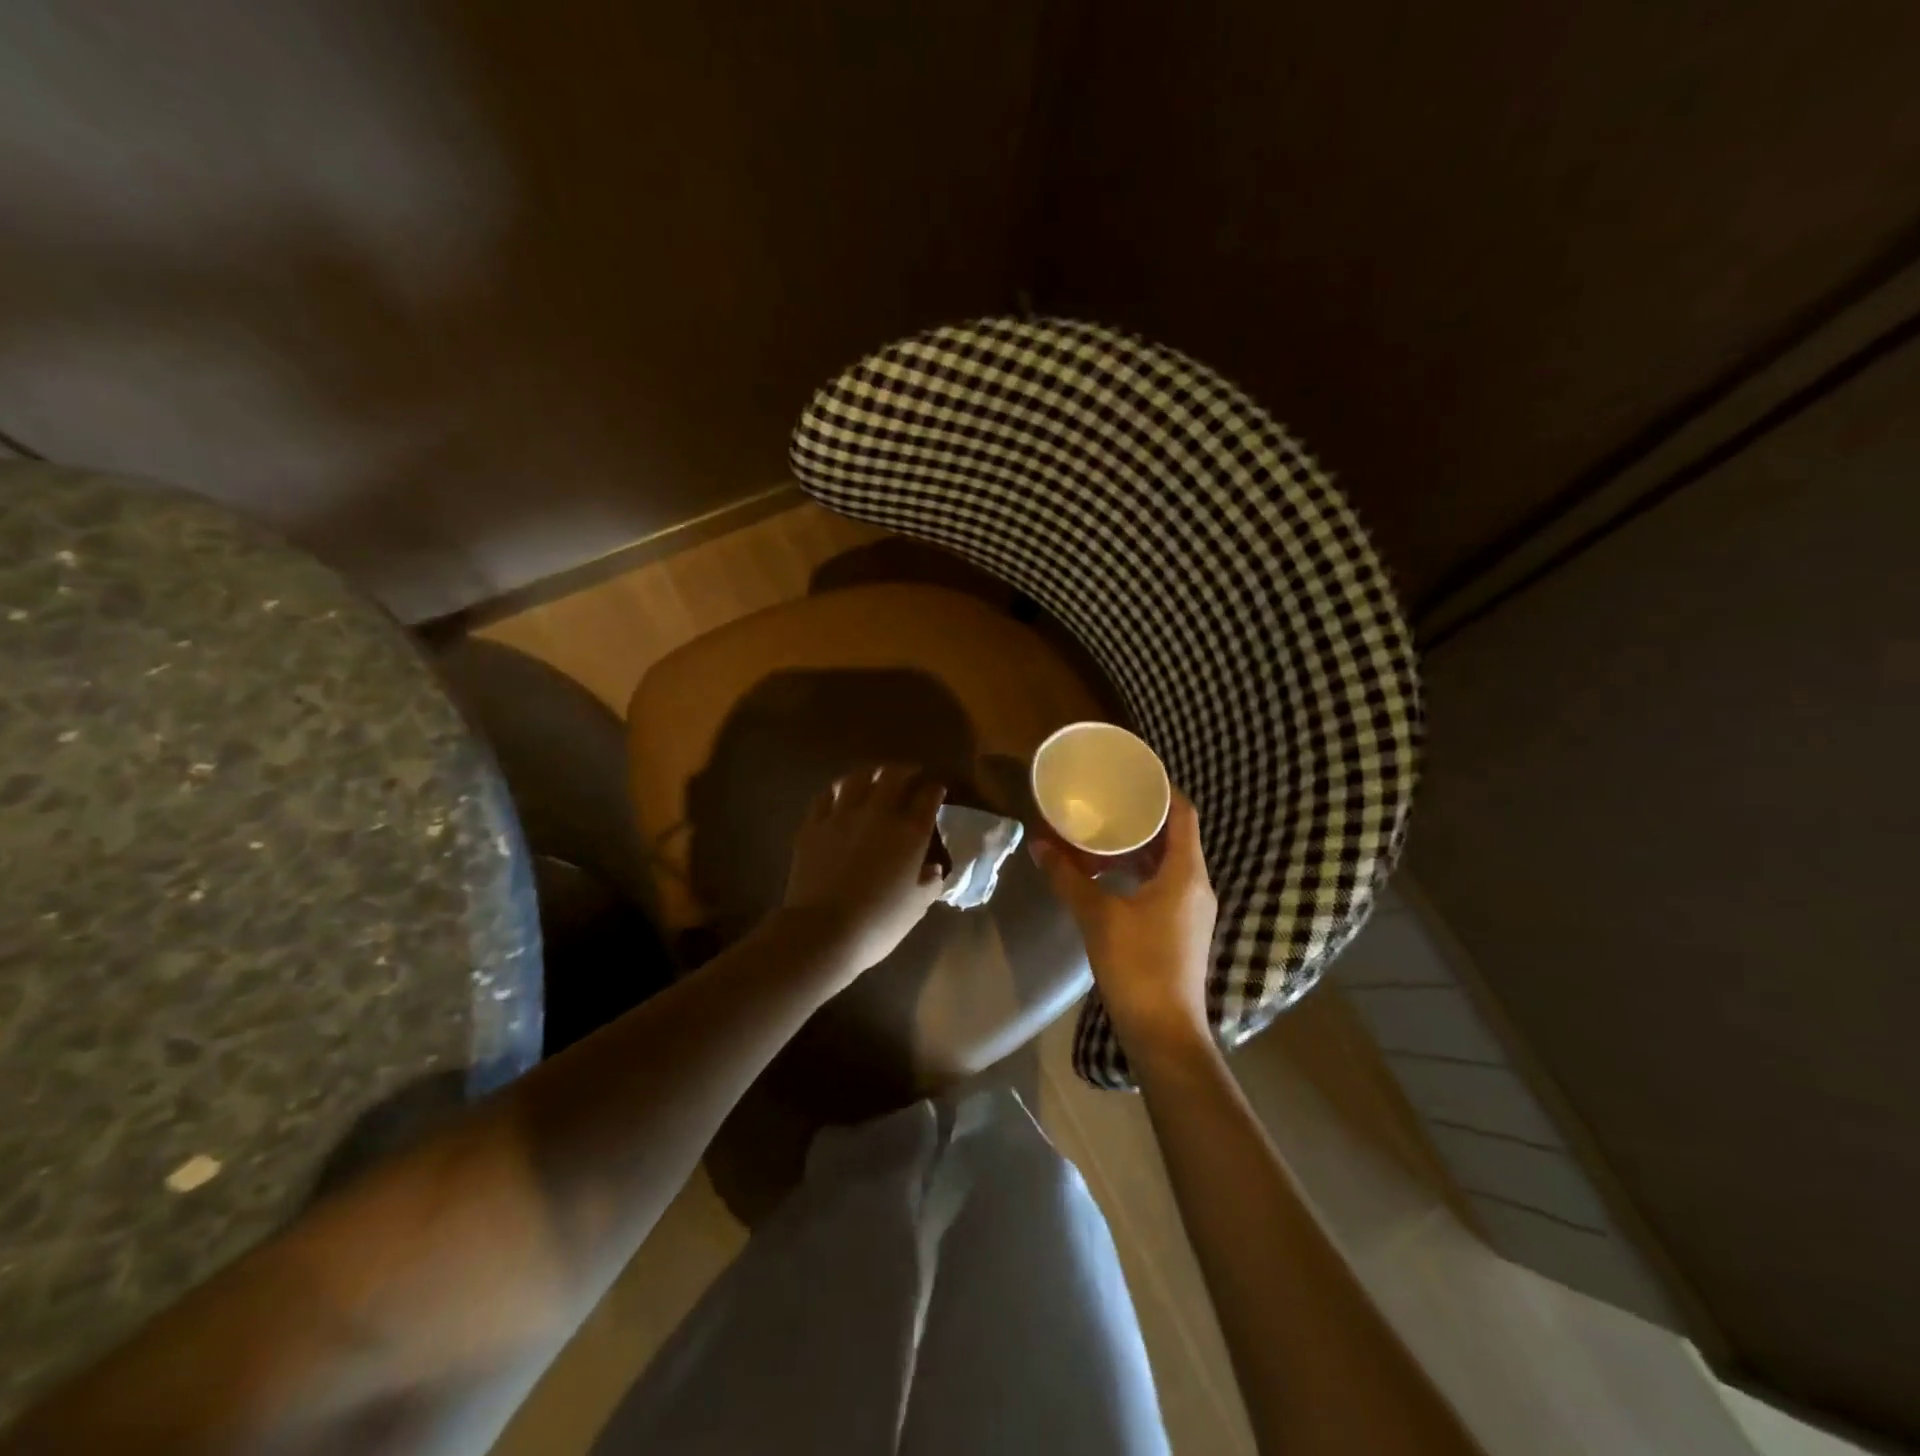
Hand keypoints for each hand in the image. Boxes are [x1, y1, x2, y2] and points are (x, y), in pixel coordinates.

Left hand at [782, 764, 947, 981]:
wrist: (824, 930)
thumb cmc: (879, 922)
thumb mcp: (917, 906)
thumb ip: (930, 882)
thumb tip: (933, 868)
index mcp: (910, 832)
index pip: (928, 798)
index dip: (934, 790)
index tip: (936, 790)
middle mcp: (879, 814)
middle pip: (893, 776)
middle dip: (905, 771)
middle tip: (909, 774)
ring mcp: (842, 815)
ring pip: (858, 778)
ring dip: (871, 773)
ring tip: (875, 775)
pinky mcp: (814, 824)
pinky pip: (827, 795)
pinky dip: (838, 789)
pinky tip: (840, 792)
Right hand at [1032, 790, 1217, 1057]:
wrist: (1164, 1033)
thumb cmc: (1137, 966)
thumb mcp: (1097, 916)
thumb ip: (1068, 877)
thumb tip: (1039, 844)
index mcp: (1186, 874)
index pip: (1183, 814)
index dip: (1163, 789)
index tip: (1133, 773)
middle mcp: (1197, 886)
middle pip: (1176, 836)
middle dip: (1144, 816)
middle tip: (1108, 799)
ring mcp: (1192, 910)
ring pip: (1169, 863)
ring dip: (1139, 846)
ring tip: (1103, 833)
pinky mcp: (1182, 930)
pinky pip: (1164, 884)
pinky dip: (1140, 871)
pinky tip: (1109, 875)